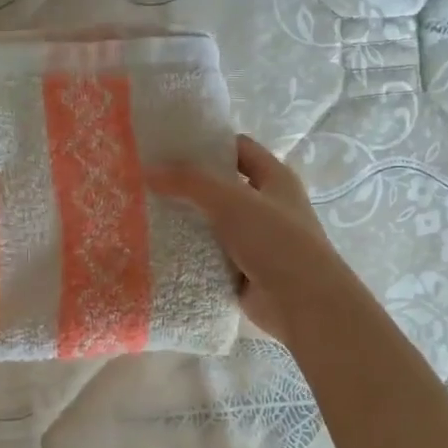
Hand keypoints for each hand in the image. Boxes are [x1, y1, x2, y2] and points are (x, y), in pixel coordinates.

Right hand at [148, 134, 351, 342]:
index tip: (169, 146)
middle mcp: (267, 206)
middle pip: (222, 187)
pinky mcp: (244, 271)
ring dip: (187, 221)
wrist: (302, 303)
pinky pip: (211, 256)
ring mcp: (256, 241)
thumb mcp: (231, 201)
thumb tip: (148, 171)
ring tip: (144, 214)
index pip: (239, 149)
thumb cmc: (275, 240)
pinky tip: (160, 250)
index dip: (208, 144)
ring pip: (214, 224)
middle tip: (148, 182)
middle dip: (189, 185)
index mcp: (275, 178)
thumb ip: (190, 182)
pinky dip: (191, 254)